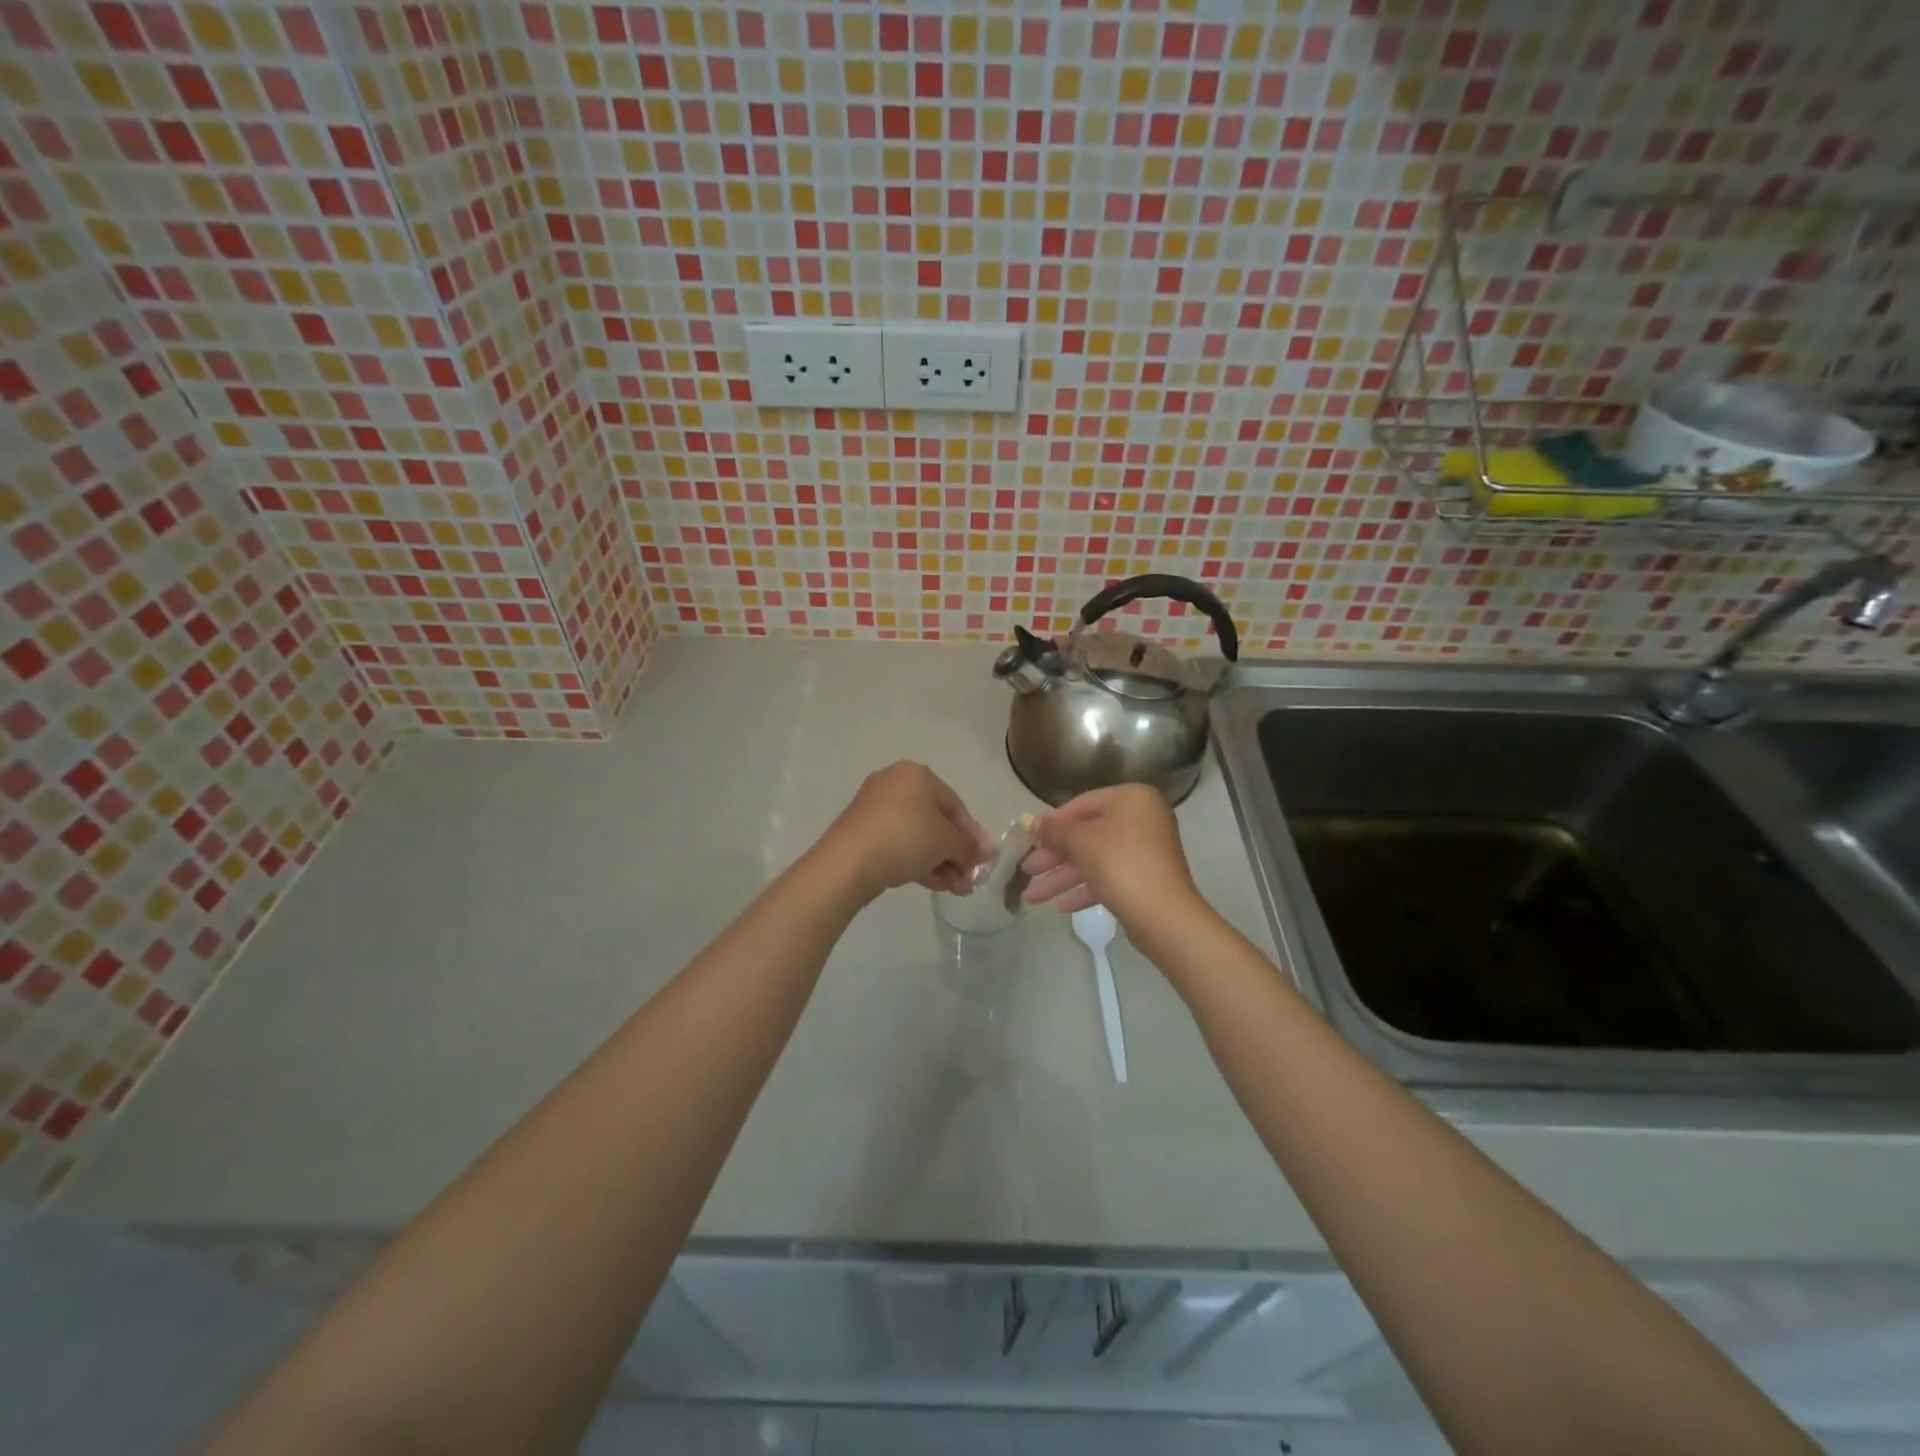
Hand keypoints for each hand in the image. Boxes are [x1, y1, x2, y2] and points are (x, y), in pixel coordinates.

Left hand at [819, 762, 994, 902]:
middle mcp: (894, 784)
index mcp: (916, 775)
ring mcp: (875, 809)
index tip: (985, 860)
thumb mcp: (946, 842)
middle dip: (956, 853)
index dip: (973, 834)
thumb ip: (969, 847)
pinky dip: (918, 861)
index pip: (955, 805)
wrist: (848, 862)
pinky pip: (899, 844)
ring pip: (918, 836)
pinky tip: (936, 885)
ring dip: (941, 862)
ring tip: (957, 890)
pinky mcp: (862, 832)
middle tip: (970, 879)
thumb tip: (985, 853)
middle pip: (936, 821)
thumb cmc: (906, 838)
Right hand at [1020, 783, 1203, 933]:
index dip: (1053, 823)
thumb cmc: (1121, 864)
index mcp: (1132, 799)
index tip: (1029, 840)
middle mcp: (1142, 819)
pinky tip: (1061, 907)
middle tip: (1026, 872)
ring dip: (1062, 878)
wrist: (1164, 915)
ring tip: (1033, 898)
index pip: (1082, 804)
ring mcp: (1146, 851)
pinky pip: (1109, 878)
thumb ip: (1054, 830)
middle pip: (1087, 835)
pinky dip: (1085, 889)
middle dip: (1054, 857)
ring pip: (1095, 859)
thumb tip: (1031, 822)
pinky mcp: (1145, 879)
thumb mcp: (1081, 842)